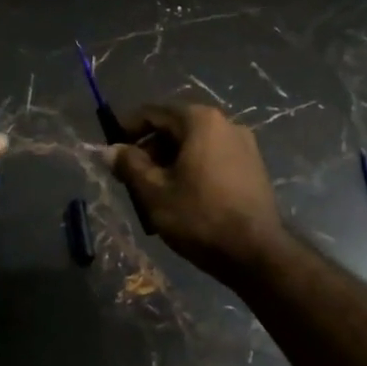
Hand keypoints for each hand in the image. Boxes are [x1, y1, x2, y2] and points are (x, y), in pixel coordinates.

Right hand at [109, 102, 287, 281]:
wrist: (256, 253)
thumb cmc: (199, 217)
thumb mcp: (154, 192)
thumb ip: (129, 165)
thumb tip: (110, 150)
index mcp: (200, 121)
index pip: (154, 113)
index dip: (127, 128)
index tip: (111, 149)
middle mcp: (225, 123)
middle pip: (176, 127)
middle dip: (150, 148)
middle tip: (130, 175)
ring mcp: (244, 145)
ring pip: (195, 145)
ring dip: (169, 161)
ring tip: (153, 190)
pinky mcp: (253, 167)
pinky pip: (213, 158)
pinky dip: (192, 168)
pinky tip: (182, 196)